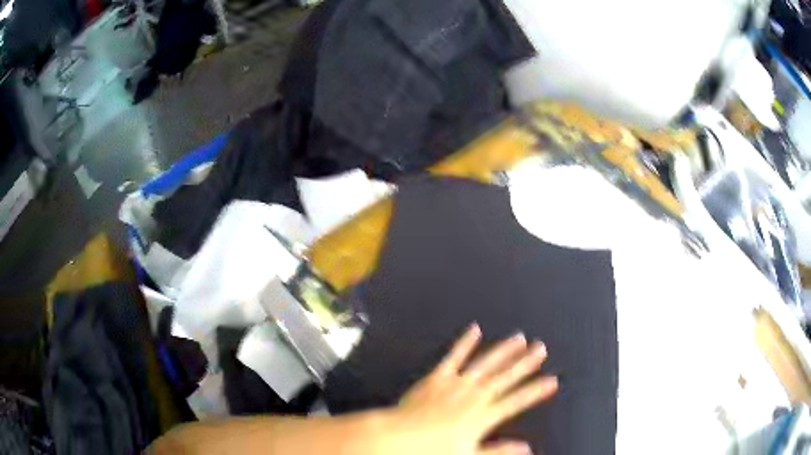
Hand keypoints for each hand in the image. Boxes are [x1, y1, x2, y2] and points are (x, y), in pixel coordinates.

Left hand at [381, 324, 557, 454]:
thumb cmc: (431, 450)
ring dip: (503, 350)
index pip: (516, 401)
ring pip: (485, 363)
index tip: (552, 380)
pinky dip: (465, 343)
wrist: (396, 438)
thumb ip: (499, 451)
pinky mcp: (436, 377)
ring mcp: (455, 384)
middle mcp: (472, 395)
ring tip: (519, 338)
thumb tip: (526, 449)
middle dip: (525, 363)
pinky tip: (474, 330)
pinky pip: (453, 356)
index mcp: (482, 415)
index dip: (536, 391)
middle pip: (505, 376)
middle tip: (541, 349)